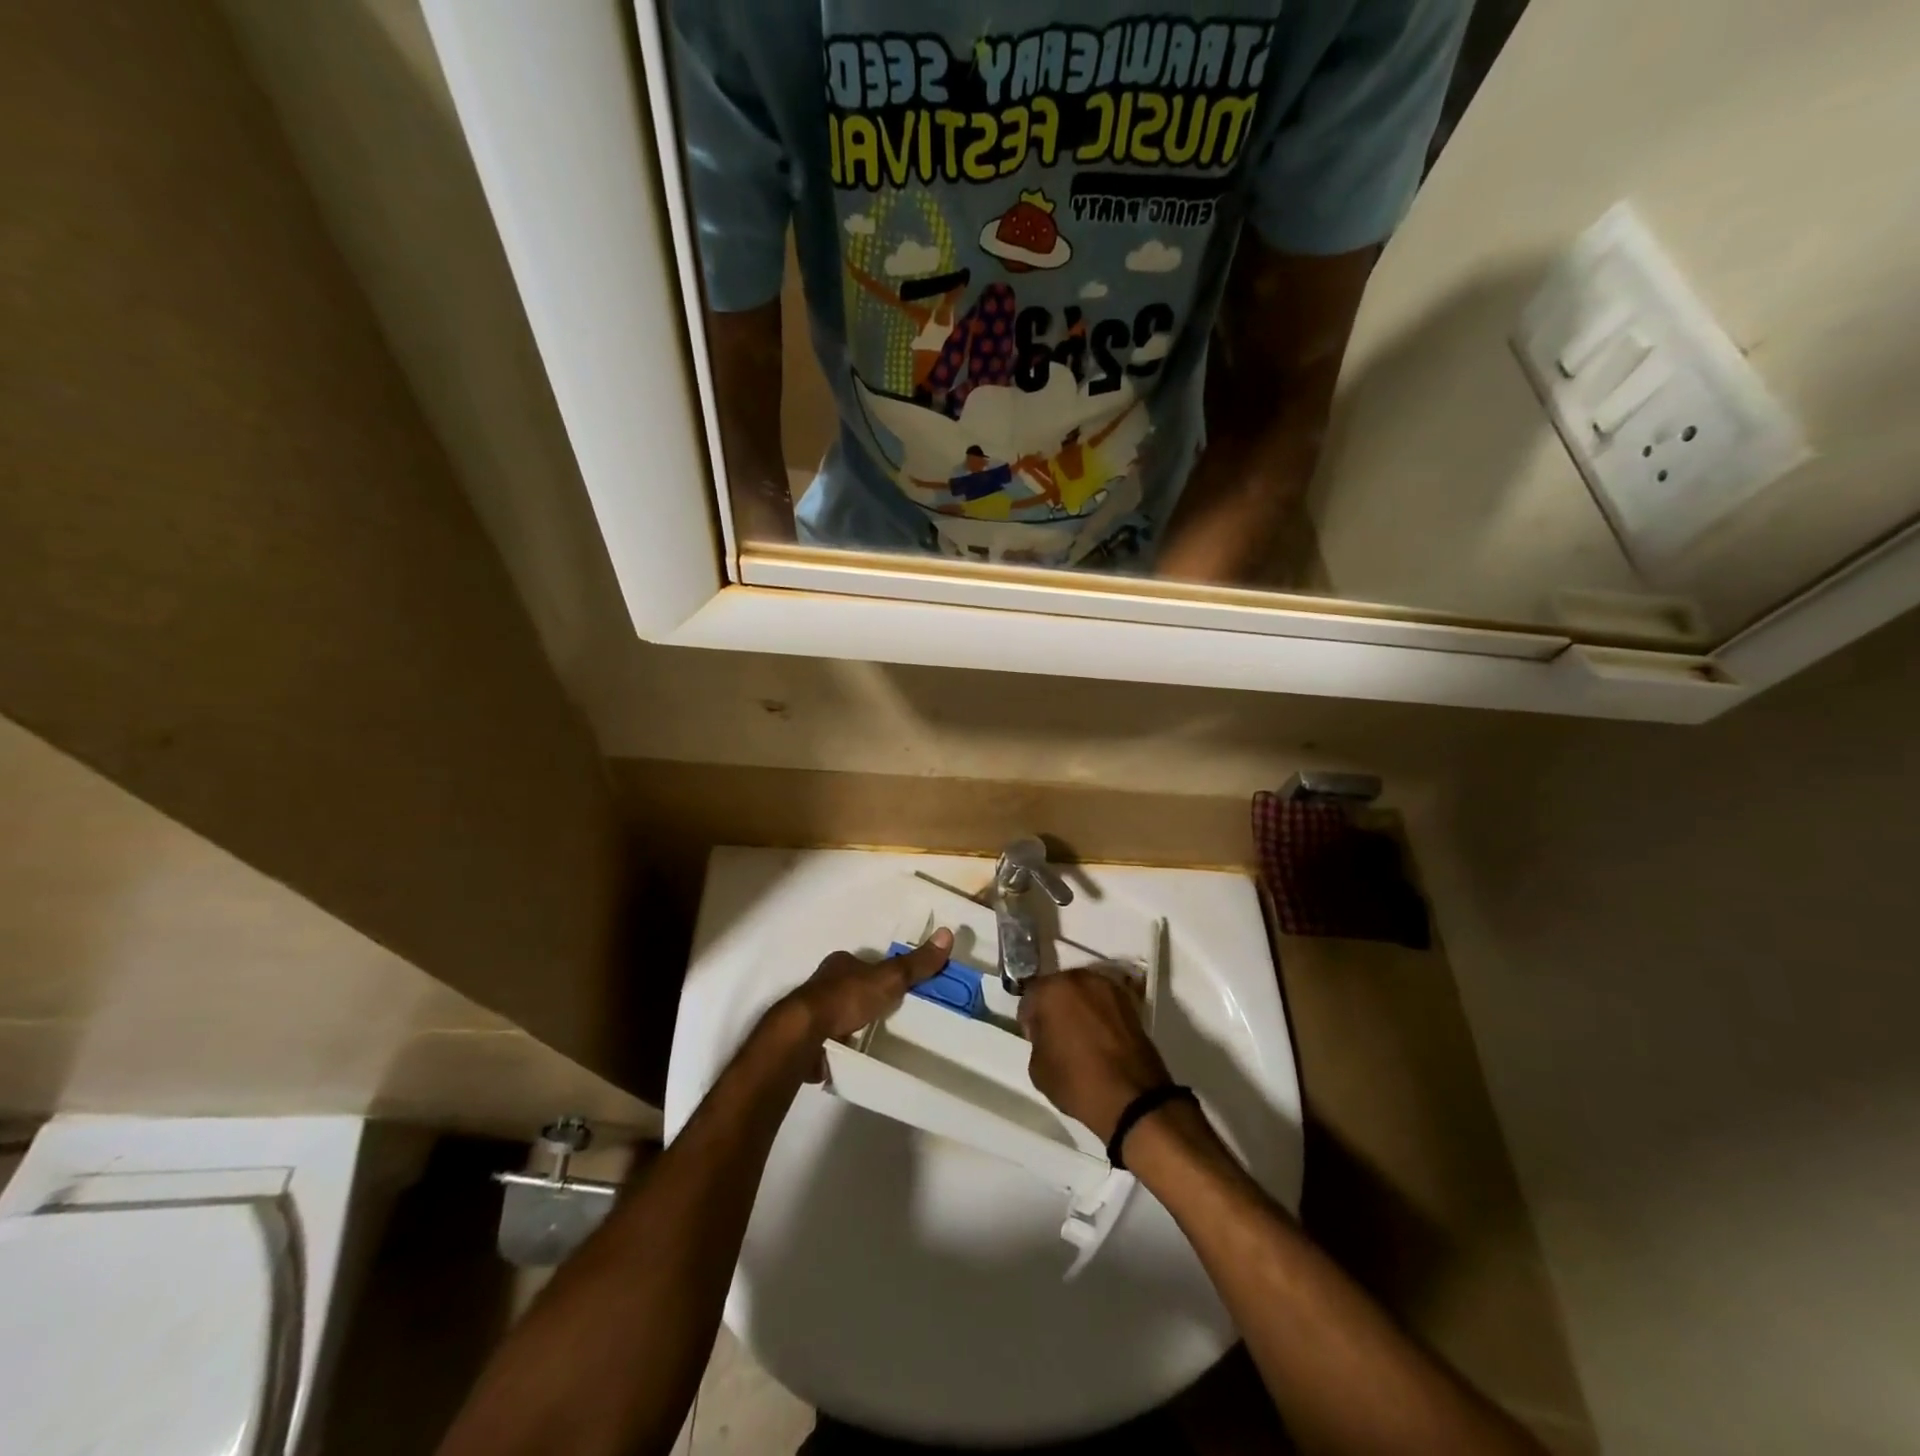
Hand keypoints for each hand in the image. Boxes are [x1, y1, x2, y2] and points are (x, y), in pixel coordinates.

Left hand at [781, 929, 953, 1045]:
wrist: (804, 1034)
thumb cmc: (846, 998)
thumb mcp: (889, 978)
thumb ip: (916, 963)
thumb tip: (948, 933)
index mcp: (840, 963)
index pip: (864, 964)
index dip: (879, 973)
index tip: (896, 988)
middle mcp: (822, 982)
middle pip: (849, 987)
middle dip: (865, 999)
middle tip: (889, 1015)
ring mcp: (811, 1012)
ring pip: (836, 1013)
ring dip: (851, 1023)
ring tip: (874, 1038)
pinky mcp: (805, 1039)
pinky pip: (826, 1040)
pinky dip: (838, 1046)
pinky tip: (851, 1056)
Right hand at [1018, 968, 1171, 1142]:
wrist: (1134, 1099)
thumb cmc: (1077, 1082)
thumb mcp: (1037, 1068)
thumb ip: (1037, 1039)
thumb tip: (1047, 1034)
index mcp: (1052, 990)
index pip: (1030, 996)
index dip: (1029, 1019)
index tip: (1035, 1038)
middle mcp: (1080, 979)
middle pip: (1059, 988)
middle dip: (1055, 1007)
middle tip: (1056, 1035)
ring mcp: (1108, 988)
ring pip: (1083, 993)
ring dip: (1078, 1008)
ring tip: (1081, 1037)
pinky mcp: (1130, 1002)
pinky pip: (1104, 1003)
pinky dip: (1099, 1014)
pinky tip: (1100, 1038)